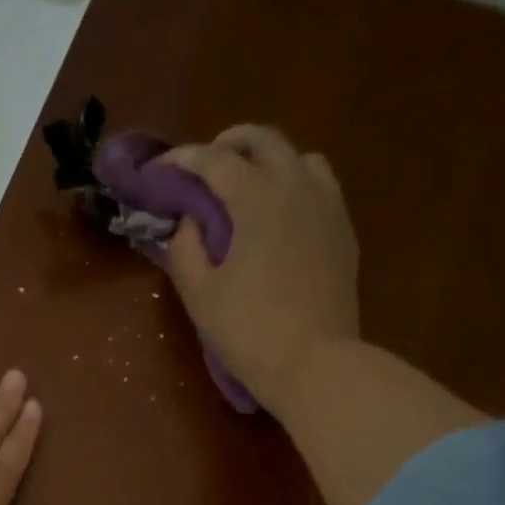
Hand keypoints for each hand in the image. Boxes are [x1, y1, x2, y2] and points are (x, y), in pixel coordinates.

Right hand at [161, 125, 359, 418]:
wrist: (314, 363)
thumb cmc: (248, 330)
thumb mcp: (199, 294)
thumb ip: (185, 249)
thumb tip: (189, 223)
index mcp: (257, 199)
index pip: (215, 161)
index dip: (183, 159)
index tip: (161, 169)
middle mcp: (296, 188)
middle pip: (264, 140)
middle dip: (229, 144)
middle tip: (204, 165)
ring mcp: (327, 207)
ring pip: (299, 157)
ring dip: (268, 160)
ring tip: (247, 186)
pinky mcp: (343, 231)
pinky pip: (320, 186)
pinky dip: (295, 184)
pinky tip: (280, 214)